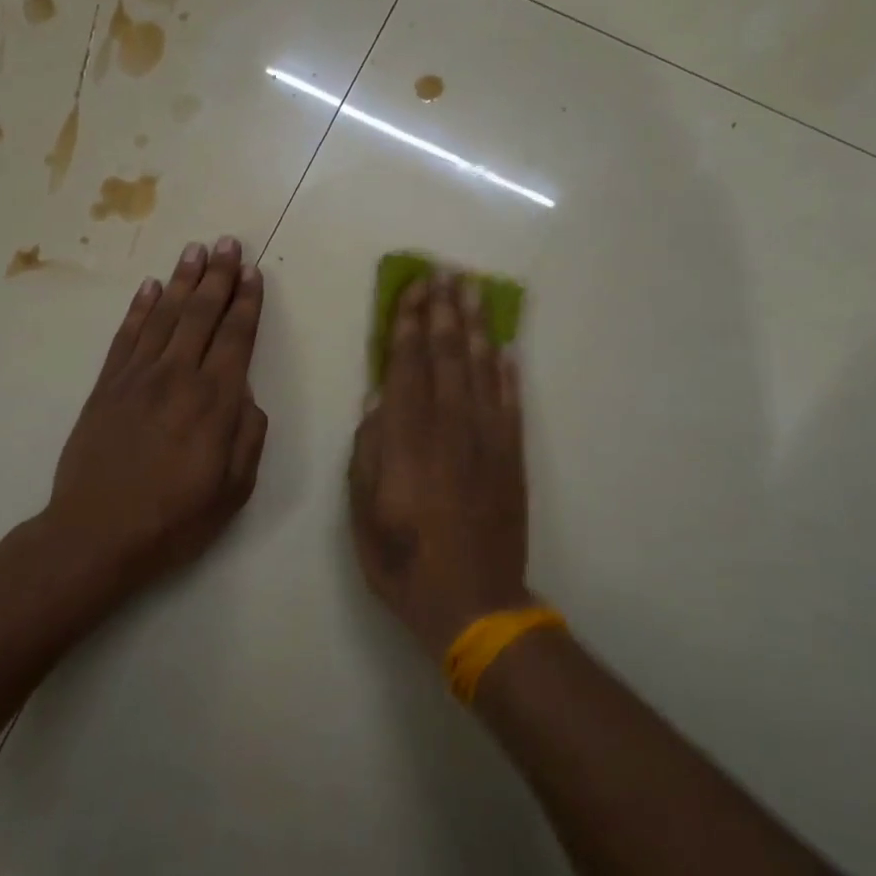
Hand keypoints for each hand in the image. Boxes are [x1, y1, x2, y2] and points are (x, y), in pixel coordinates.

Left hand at [45, 237, 268, 590]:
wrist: (96, 533)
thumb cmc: (174, 518)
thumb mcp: (233, 489)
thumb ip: (248, 436)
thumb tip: (247, 396)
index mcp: (214, 401)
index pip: (236, 338)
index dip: (247, 303)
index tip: (253, 273)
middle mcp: (177, 376)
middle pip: (202, 315)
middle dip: (219, 277)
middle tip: (228, 243)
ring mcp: (137, 377)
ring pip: (164, 316)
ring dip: (182, 280)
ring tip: (196, 250)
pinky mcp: (106, 386)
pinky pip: (126, 336)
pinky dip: (139, 308)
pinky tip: (151, 287)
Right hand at [349, 272, 532, 656]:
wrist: (472, 601)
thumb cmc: (403, 560)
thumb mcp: (363, 510)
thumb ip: (368, 450)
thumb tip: (378, 399)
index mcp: (407, 440)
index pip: (408, 368)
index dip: (409, 326)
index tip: (412, 291)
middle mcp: (449, 428)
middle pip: (447, 358)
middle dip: (443, 313)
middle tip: (444, 274)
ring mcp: (487, 441)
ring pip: (482, 371)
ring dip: (476, 328)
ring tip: (473, 292)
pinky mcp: (512, 458)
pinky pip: (511, 404)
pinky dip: (508, 373)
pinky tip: (505, 348)